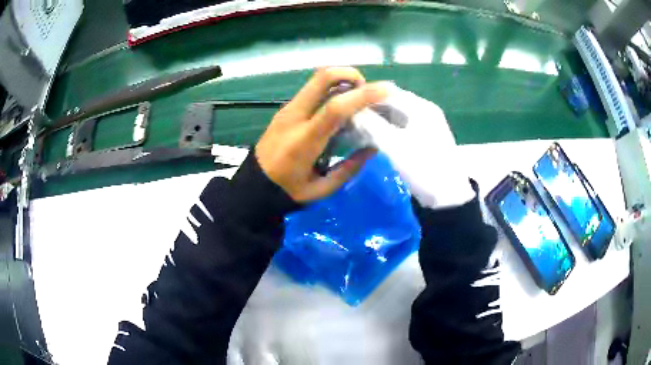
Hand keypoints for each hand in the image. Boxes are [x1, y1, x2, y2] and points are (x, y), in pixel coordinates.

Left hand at [255, 67, 388, 202]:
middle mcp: (294, 116)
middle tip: (367, 91)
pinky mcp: (286, 109)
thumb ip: (349, 168)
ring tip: (357, 98)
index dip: (363, 95)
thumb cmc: (287, 191)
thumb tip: (372, 149)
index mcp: (304, 140)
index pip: (335, 107)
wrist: (253, 185)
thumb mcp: (321, 189)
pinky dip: (332, 89)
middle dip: (350, 74)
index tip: (387, 90)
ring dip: (342, 80)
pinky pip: (312, 90)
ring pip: (317, 80)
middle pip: (322, 77)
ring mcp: (288, 109)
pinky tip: (341, 106)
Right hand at [355, 84, 474, 208]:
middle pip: (393, 102)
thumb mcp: (393, 145)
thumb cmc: (422, 167)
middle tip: (349, 117)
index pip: (388, 92)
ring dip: (377, 119)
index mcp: (421, 107)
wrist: (448, 196)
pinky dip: (387, 129)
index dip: (365, 96)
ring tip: (357, 127)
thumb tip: (351, 112)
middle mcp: (425, 111)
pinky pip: (402, 126)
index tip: (345, 104)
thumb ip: (371, 125)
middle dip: (370, 108)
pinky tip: (374, 136)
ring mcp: (427, 125)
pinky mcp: (426, 138)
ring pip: (397, 115)